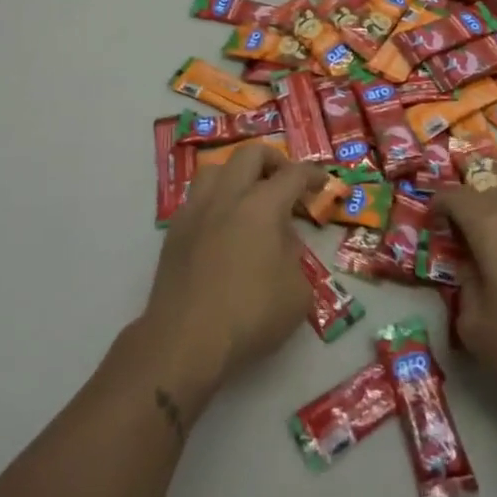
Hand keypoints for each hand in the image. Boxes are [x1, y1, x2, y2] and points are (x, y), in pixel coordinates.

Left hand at [138, 143, 322, 405]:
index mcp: (262, 206)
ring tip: (248, 196)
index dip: (312, 174)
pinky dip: (214, 201)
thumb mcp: (297, 292)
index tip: (322, 182)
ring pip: (215, 169)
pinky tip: (222, 226)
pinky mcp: (174, 232)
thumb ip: (294, 256)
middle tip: (285, 180)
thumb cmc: (250, 316)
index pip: (293, 175)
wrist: (184, 341)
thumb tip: (280, 242)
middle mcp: (227, 197)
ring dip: (236, 174)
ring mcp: (195, 211)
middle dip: (273, 160)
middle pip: (250, 154)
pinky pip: (196, 199)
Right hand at [438, 186, 496, 406]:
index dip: (436, 206)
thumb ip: (464, 291)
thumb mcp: (476, 327)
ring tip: (492, 256)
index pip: (453, 195)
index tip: (430, 226)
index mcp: (489, 223)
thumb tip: (470, 273)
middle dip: (468, 211)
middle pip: (486, 194)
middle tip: (459, 244)